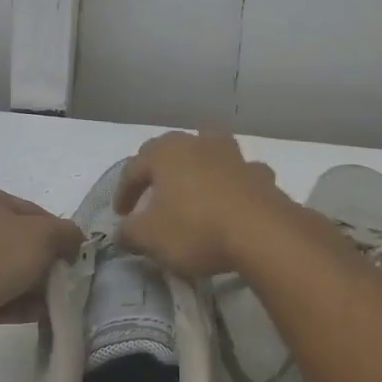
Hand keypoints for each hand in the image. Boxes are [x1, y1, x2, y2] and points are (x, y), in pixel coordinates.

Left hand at [0, 186, 83, 348]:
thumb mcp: (43, 236)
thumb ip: (67, 233)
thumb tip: (73, 240)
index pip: (35, 212)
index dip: (58, 234)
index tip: (71, 259)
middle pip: (20, 242)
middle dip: (43, 264)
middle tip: (62, 284)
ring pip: (6, 271)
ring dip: (30, 288)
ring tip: (50, 306)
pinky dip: (12, 303)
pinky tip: (32, 317)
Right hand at [115, 132, 287, 277]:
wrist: (262, 233)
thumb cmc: (196, 228)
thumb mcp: (151, 237)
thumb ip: (130, 232)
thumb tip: (121, 231)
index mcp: (166, 153)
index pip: (134, 167)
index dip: (123, 192)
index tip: (120, 216)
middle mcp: (198, 143)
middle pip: (170, 149)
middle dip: (157, 170)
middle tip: (151, 194)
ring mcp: (233, 155)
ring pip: (210, 148)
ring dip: (199, 163)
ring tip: (193, 183)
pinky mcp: (259, 174)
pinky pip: (240, 173)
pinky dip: (233, 182)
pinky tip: (232, 199)